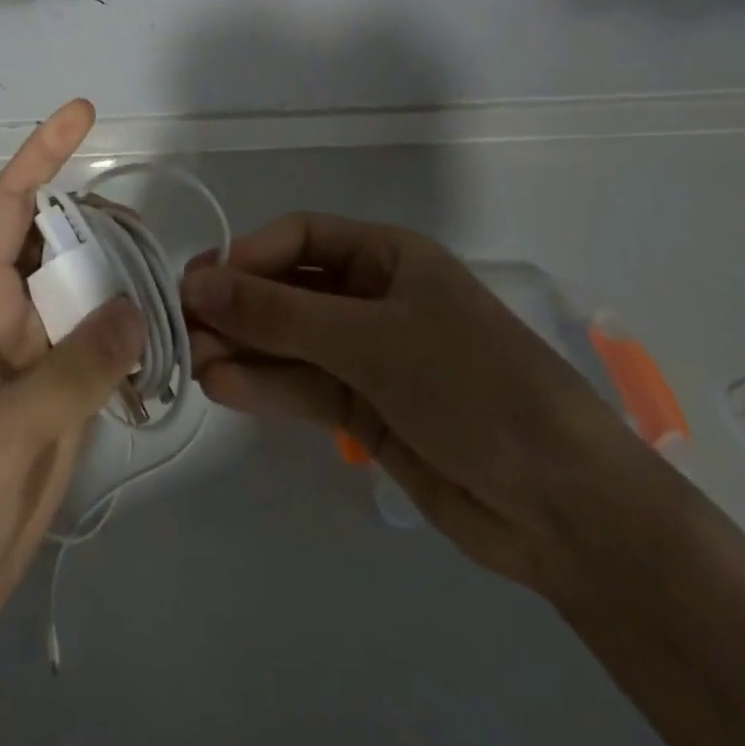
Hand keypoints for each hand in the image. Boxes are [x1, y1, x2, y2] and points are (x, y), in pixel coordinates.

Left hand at [0, 100, 141, 745]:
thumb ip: (71, 369)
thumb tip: (139, 309)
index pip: (10, 208)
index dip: (43, 154)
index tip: (83, 113)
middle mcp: (9, 321)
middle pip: (61, 246)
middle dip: (104, 224)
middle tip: (158, 232)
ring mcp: (37, 364)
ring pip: (89, 297)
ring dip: (127, 283)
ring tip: (179, 286)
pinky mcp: (60, 406)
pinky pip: (103, 352)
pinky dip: (136, 340)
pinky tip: (172, 343)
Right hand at [182, 212, 651, 591]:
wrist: (564, 508)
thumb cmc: (471, 386)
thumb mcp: (370, 339)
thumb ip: (279, 314)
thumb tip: (195, 283)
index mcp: (387, 257)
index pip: (300, 237)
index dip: (248, 255)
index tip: (199, 281)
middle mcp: (372, 297)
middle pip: (288, 289)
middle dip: (238, 306)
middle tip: (181, 326)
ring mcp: (367, 355)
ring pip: (289, 341)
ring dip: (242, 348)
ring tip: (190, 360)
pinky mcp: (363, 407)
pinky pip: (302, 385)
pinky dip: (264, 385)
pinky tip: (221, 387)